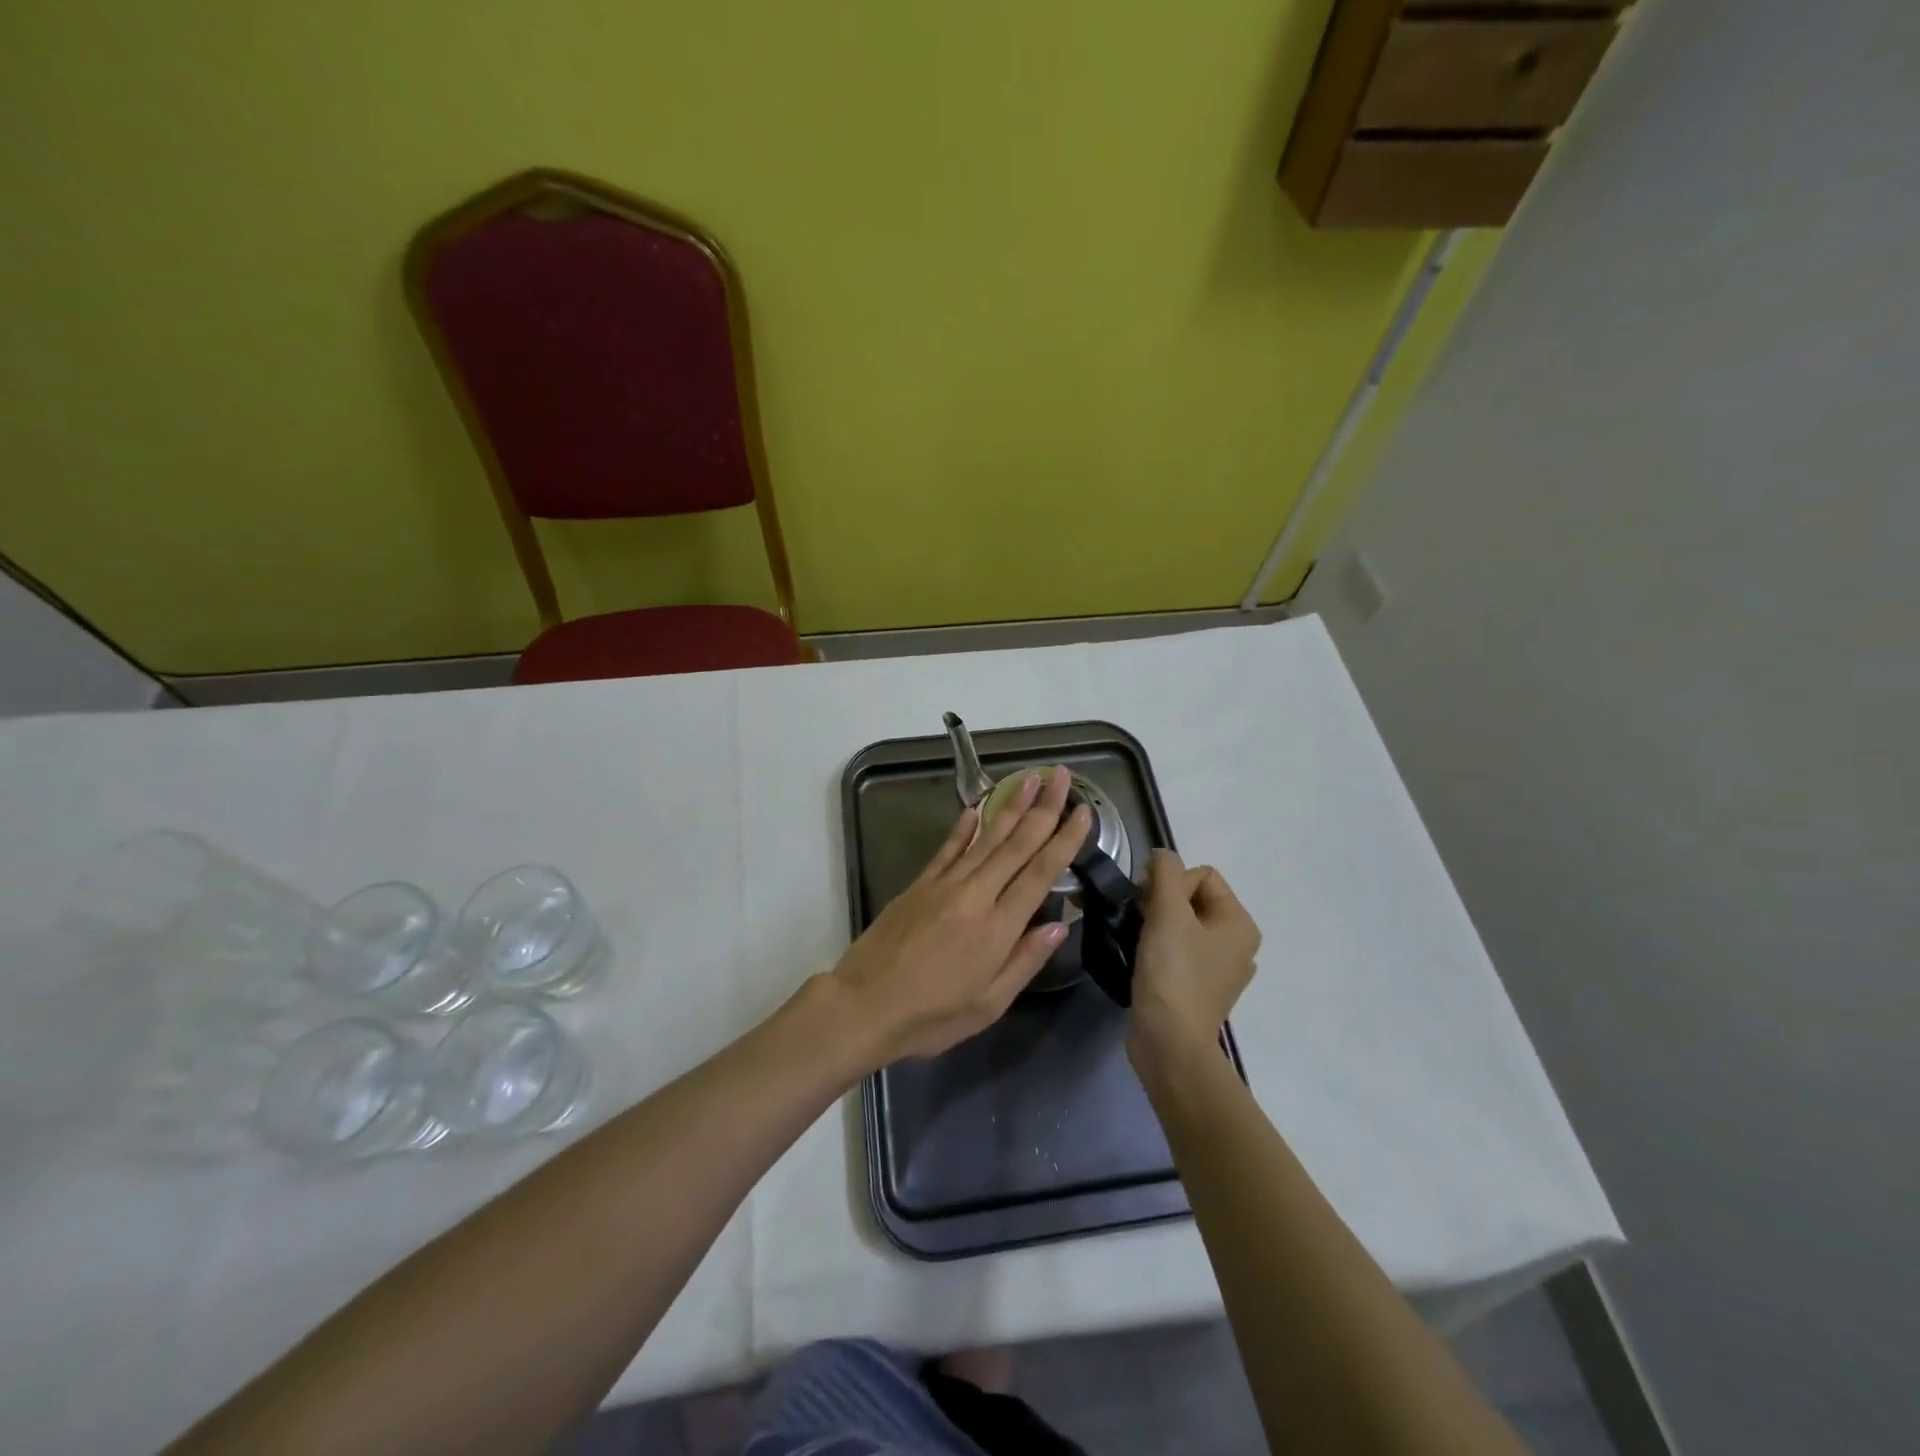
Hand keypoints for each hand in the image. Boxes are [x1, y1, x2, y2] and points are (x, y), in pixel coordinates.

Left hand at [830, 766, 1090, 1064]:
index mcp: (998, 927)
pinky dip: (963, 827)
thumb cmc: (932, 1016)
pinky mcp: (918, 885)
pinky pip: (947, 849)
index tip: (1083, 811)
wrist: (864, 1006)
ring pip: (985, 838)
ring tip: (1029, 777)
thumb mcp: (989, 1004)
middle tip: (1062, 775)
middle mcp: (975, 895)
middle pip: (1017, 844)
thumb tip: (1060, 924)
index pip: (1040, 873)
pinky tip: (976, 808)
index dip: (1064, 839)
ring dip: (1010, 806)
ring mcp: (944, 885)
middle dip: (1043, 807)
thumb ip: (1025, 960)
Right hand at [1130, 850, 1260, 1055]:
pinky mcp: (1200, 988)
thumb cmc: (1173, 973)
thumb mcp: (1167, 912)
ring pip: (1182, 924)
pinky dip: (1160, 948)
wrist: (1169, 1043)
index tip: (1149, 905)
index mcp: (1240, 923)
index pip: (1202, 875)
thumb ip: (1165, 872)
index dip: (1170, 882)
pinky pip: (1179, 950)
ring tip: (1139, 940)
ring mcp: (1220, 969)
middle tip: (1140, 921)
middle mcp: (1238, 944)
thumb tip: (1162, 855)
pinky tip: (1144, 960)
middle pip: (1193, 898)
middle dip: (1162, 902)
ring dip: (1157, 924)